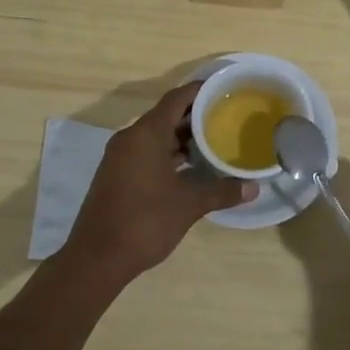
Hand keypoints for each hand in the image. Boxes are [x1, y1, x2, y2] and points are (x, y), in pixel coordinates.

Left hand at [61, 81, 255, 285]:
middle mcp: (130, 138)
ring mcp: (120, 157)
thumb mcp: (189, 205)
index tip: (224, 90)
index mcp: (146, 134)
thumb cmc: (145, 221)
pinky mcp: (116, 175)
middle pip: (166, 115)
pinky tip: (189, 168)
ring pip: (155, 135)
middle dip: (195, 116)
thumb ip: (221, 191)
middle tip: (226, 118)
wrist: (96, 259)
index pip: (176, 99)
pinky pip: (146, 152)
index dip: (200, 91)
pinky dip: (168, 153)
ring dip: (181, 138)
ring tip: (213, 142)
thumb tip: (253, 187)